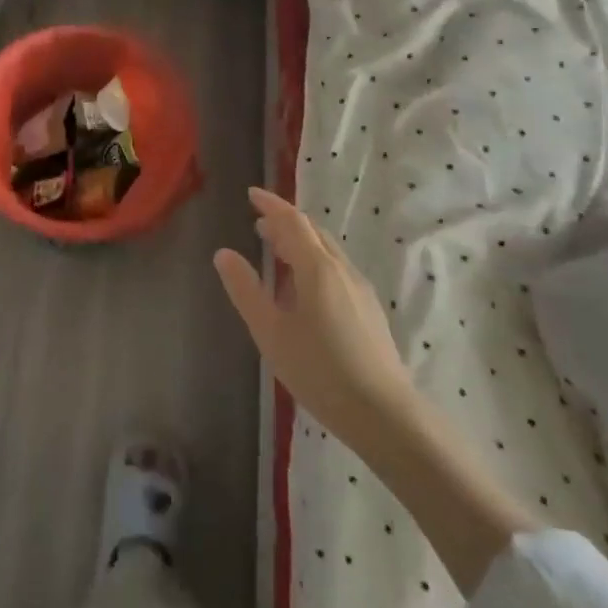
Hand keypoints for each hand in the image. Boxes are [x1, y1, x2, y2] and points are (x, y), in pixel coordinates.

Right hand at [215, 190, 534, 591]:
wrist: (383, 413)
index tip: (251, 194)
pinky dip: (314, 262)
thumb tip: (224, 253)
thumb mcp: (271, 332)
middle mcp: (341, 270)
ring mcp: (359, 289)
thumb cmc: (319, 370)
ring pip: (327, 252)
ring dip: (300, 243)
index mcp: (317, 268)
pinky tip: (304, 289)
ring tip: (277, 252)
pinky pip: (336, 270)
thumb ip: (246, 290)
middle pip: (313, 232)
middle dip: (285, 222)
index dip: (271, 204)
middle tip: (259, 224)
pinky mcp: (368, 309)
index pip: (292, 221)